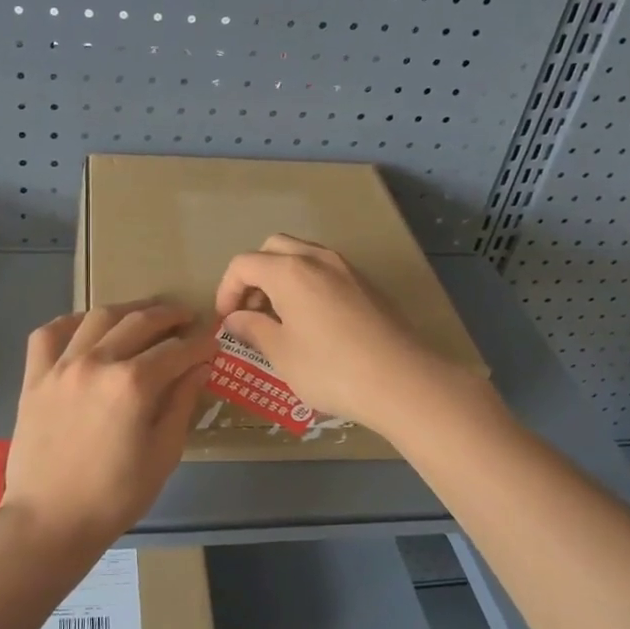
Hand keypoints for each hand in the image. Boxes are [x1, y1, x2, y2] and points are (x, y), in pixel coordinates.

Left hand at [0, 301, 216, 555]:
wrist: (50, 520)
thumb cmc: (115, 496)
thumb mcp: (163, 454)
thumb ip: (181, 404)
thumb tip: (199, 367)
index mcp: (133, 384)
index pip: (177, 350)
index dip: (200, 344)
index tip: (212, 343)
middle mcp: (97, 362)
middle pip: (140, 322)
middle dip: (169, 316)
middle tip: (186, 318)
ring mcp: (61, 366)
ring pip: (98, 317)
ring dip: (128, 311)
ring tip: (144, 315)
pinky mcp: (35, 377)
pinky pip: (49, 333)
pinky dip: (71, 322)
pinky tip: (87, 327)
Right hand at [214, 235, 452, 434]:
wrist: (402, 380)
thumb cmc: (330, 369)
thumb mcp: (282, 354)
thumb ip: (254, 329)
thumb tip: (237, 319)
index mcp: (289, 271)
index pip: (243, 264)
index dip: (227, 290)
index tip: (227, 321)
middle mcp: (317, 258)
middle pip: (273, 248)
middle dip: (255, 275)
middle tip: (252, 311)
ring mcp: (348, 269)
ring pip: (303, 256)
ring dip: (282, 278)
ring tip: (281, 318)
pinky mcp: (369, 285)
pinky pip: (327, 272)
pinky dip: (309, 285)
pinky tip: (314, 323)